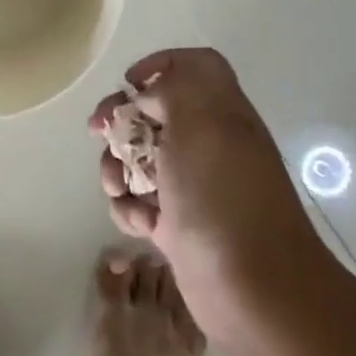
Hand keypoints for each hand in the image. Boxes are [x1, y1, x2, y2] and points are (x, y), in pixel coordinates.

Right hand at [90, 48, 326, 354]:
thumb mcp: (199, 122)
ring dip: (117, 167)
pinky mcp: (179, 226)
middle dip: (121, 119)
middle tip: (100, 131)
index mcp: (221, 111)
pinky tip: (139, 224)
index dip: (162, 64)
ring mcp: (193, 186)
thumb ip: (173, 88)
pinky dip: (131, 209)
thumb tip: (149, 94)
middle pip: (155, 111)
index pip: (196, 66)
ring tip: (119, 188)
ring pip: (140, 159)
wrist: (255, 291)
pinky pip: (141, 203)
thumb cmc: (222, 196)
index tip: (131, 83)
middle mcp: (208, 143)